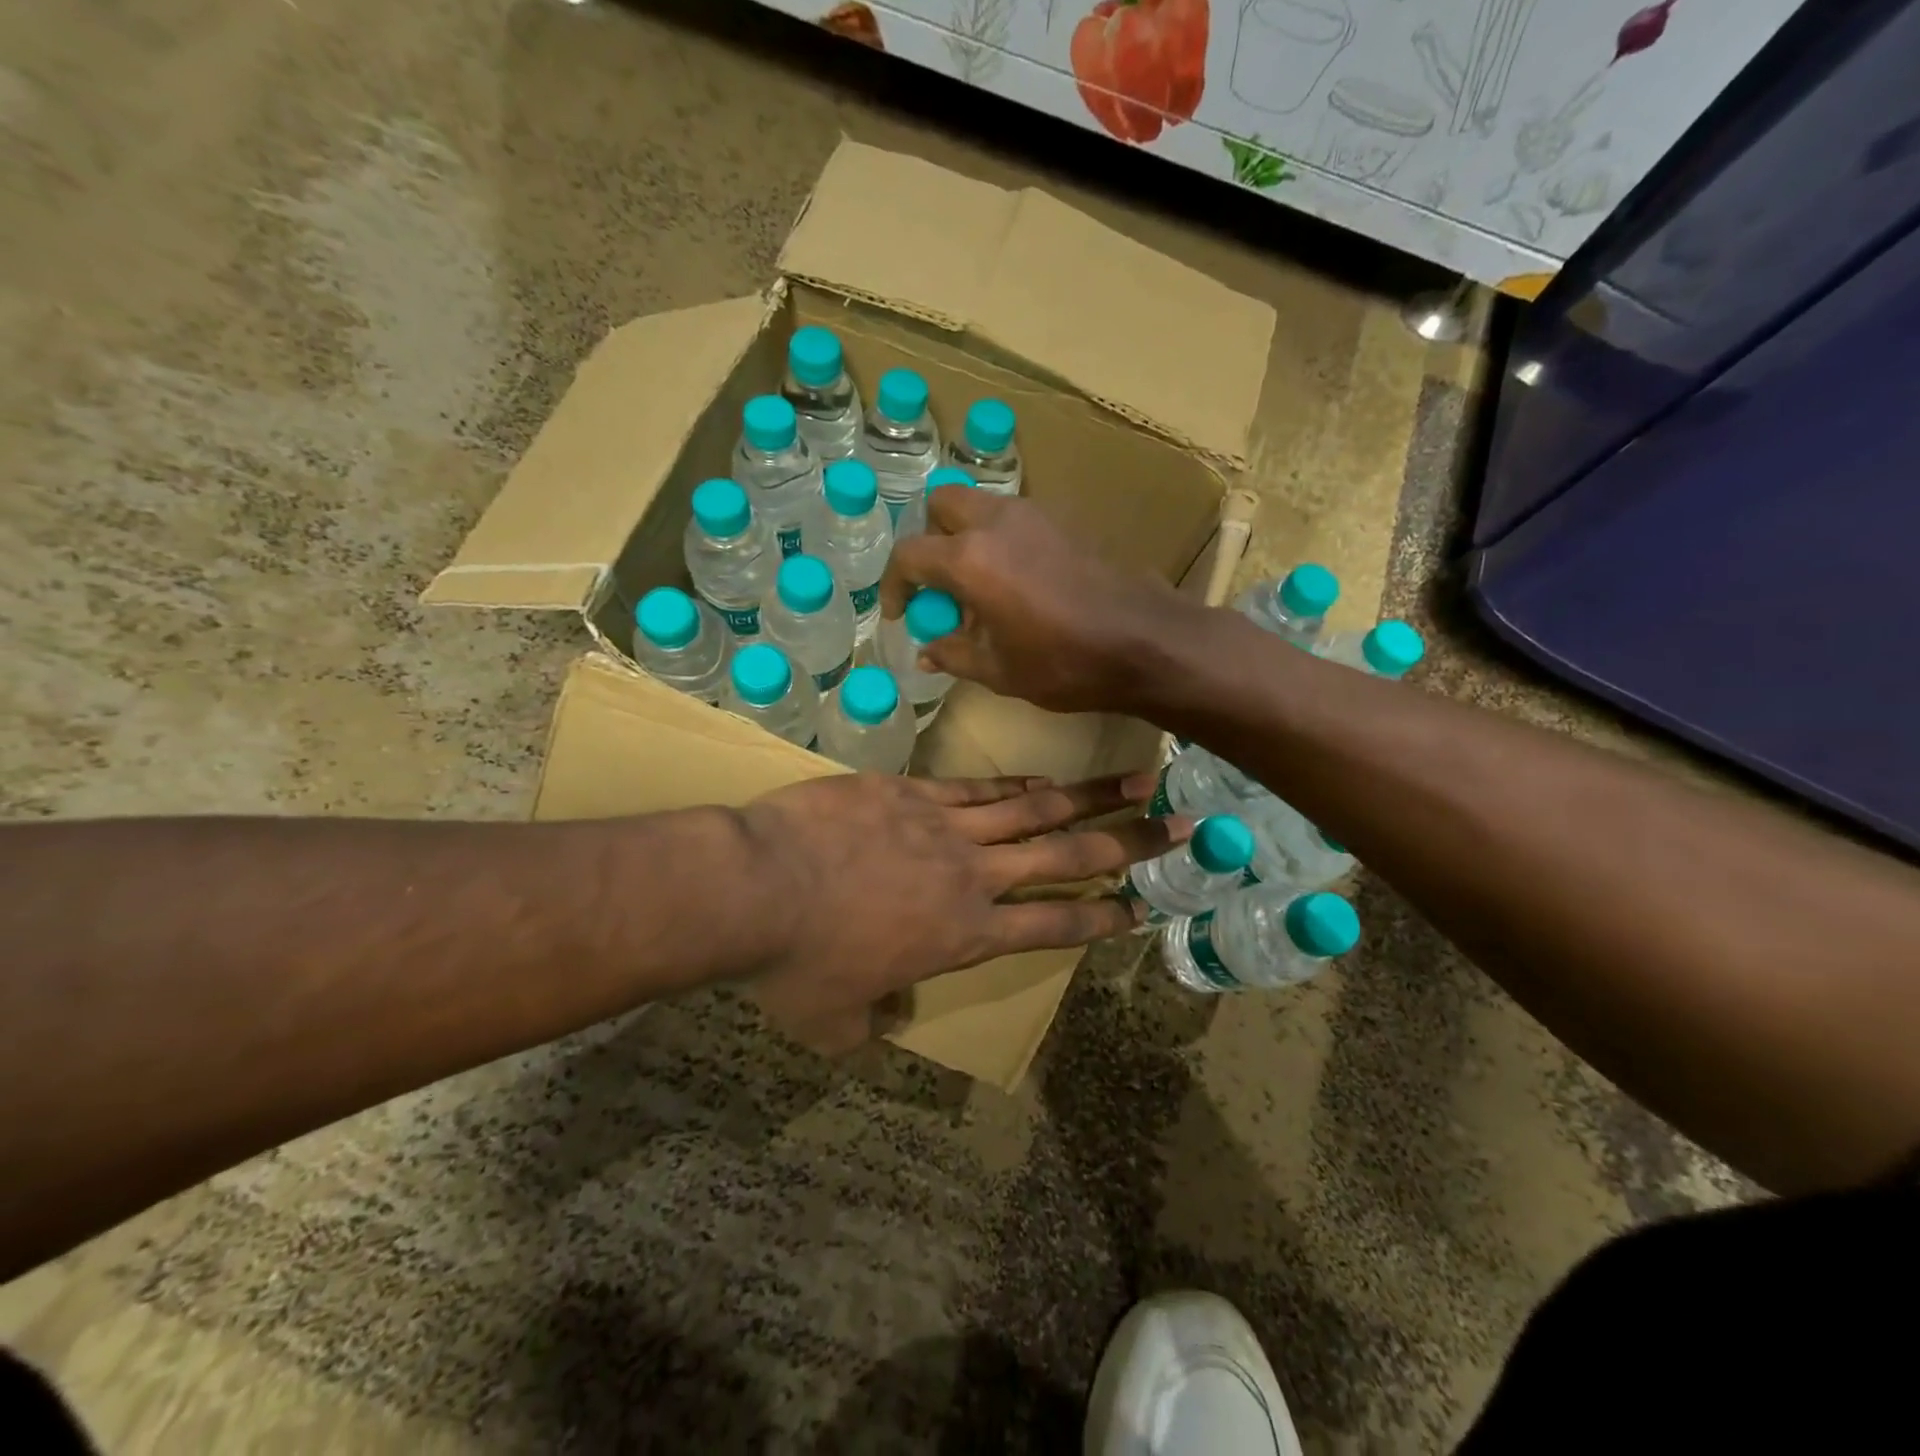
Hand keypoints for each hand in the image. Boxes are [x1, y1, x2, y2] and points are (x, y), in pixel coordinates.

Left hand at [739, 772, 1187, 1053]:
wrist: (754, 888)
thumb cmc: (795, 965)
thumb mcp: (835, 1021)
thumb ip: (874, 1021)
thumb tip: (889, 1014)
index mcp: (964, 935)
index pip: (1052, 925)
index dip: (1100, 916)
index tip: (1138, 906)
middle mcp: (972, 876)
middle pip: (1065, 855)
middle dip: (1127, 842)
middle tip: (1177, 825)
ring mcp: (944, 826)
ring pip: (1032, 809)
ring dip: (1087, 796)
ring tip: (1132, 781)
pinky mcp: (910, 791)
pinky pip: (977, 787)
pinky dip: (1015, 784)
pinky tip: (1042, 776)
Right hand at [880, 487, 1191, 713]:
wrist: (1147, 641)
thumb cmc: (1067, 664)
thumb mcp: (1001, 672)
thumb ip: (955, 655)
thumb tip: (927, 651)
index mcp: (970, 560)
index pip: (908, 555)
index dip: (893, 585)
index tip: (901, 614)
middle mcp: (996, 523)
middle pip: (941, 505)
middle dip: (928, 540)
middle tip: (939, 585)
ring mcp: (1035, 515)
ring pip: (980, 506)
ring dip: (965, 537)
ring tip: (978, 587)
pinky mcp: (1065, 520)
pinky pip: (1015, 518)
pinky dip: (1000, 539)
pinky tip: (1017, 582)